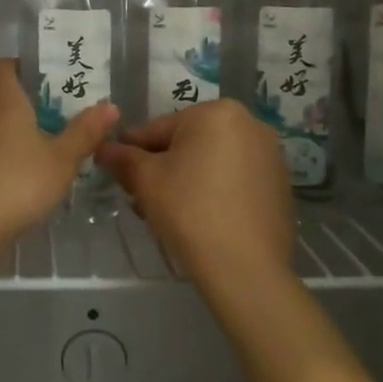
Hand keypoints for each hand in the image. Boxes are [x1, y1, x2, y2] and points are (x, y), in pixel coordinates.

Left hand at [0, 60, 117, 248]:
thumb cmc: (20, 181)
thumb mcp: (62, 158)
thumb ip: (85, 132)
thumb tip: (109, 104)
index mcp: (7, 106)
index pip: (1, 68)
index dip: (18, 65)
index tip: (43, 75)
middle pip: (6, 103)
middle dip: (34, 109)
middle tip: (67, 120)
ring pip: (2, 133)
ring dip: (25, 139)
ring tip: (56, 155)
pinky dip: (14, 164)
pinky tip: (34, 184)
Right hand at [96, 100, 295, 298]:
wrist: (245, 269)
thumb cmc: (189, 211)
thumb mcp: (145, 180)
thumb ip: (122, 158)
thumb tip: (103, 147)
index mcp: (217, 112)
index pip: (158, 128)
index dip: (132, 153)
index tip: (119, 176)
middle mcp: (250, 124)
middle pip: (187, 143)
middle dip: (162, 168)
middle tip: (142, 199)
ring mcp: (270, 155)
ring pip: (211, 161)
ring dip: (186, 180)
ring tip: (167, 214)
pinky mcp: (280, 185)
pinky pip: (234, 179)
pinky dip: (215, 191)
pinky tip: (201, 220)